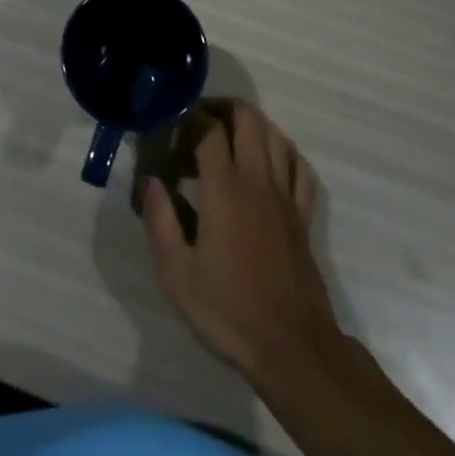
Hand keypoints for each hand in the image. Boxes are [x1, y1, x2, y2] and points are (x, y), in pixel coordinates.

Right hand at [144, 100, 340, 381]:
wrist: (292, 348)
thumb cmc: (228, 311)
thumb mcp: (176, 273)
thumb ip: (160, 221)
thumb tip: (151, 181)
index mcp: (225, 189)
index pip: (208, 129)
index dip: (188, 119)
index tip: (171, 130)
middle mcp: (258, 180)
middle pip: (248, 118)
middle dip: (221, 108)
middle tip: (197, 121)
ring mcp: (286, 195)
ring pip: (276, 135)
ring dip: (251, 123)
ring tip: (228, 134)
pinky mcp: (303, 215)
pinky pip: (299, 166)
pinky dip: (282, 151)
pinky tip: (268, 161)